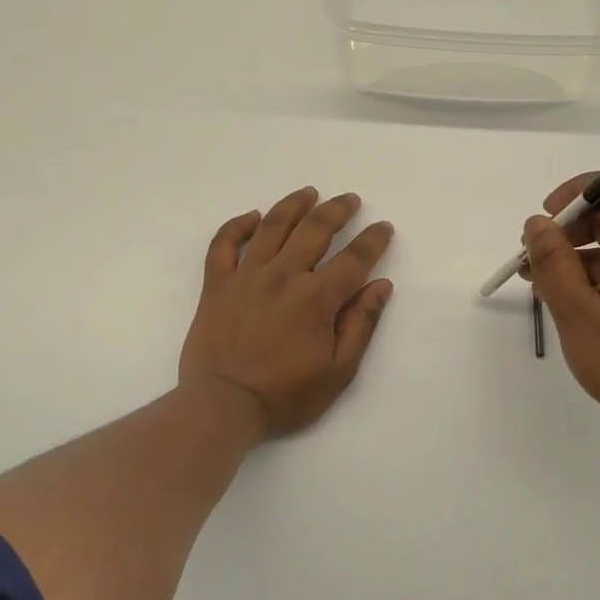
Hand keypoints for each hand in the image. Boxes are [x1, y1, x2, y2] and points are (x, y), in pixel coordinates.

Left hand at [180, 187, 394, 438]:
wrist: (222, 406)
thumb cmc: (285, 396)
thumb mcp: (338, 372)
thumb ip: (360, 325)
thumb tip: (380, 286)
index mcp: (316, 298)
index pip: (353, 259)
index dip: (372, 240)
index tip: (383, 227)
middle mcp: (283, 276)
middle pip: (314, 230)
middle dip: (336, 210)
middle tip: (349, 199)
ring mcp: (246, 276)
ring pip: (272, 227)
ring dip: (293, 205)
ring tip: (309, 193)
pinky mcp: (216, 284)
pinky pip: (224, 244)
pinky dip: (238, 225)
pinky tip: (253, 216)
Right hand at [522, 174, 599, 450]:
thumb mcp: (577, 311)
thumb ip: (553, 261)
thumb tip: (537, 222)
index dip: (576, 194)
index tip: (544, 221)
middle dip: (567, 231)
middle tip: (531, 261)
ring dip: (575, 258)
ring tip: (540, 287)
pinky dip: (594, 278)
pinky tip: (569, 304)